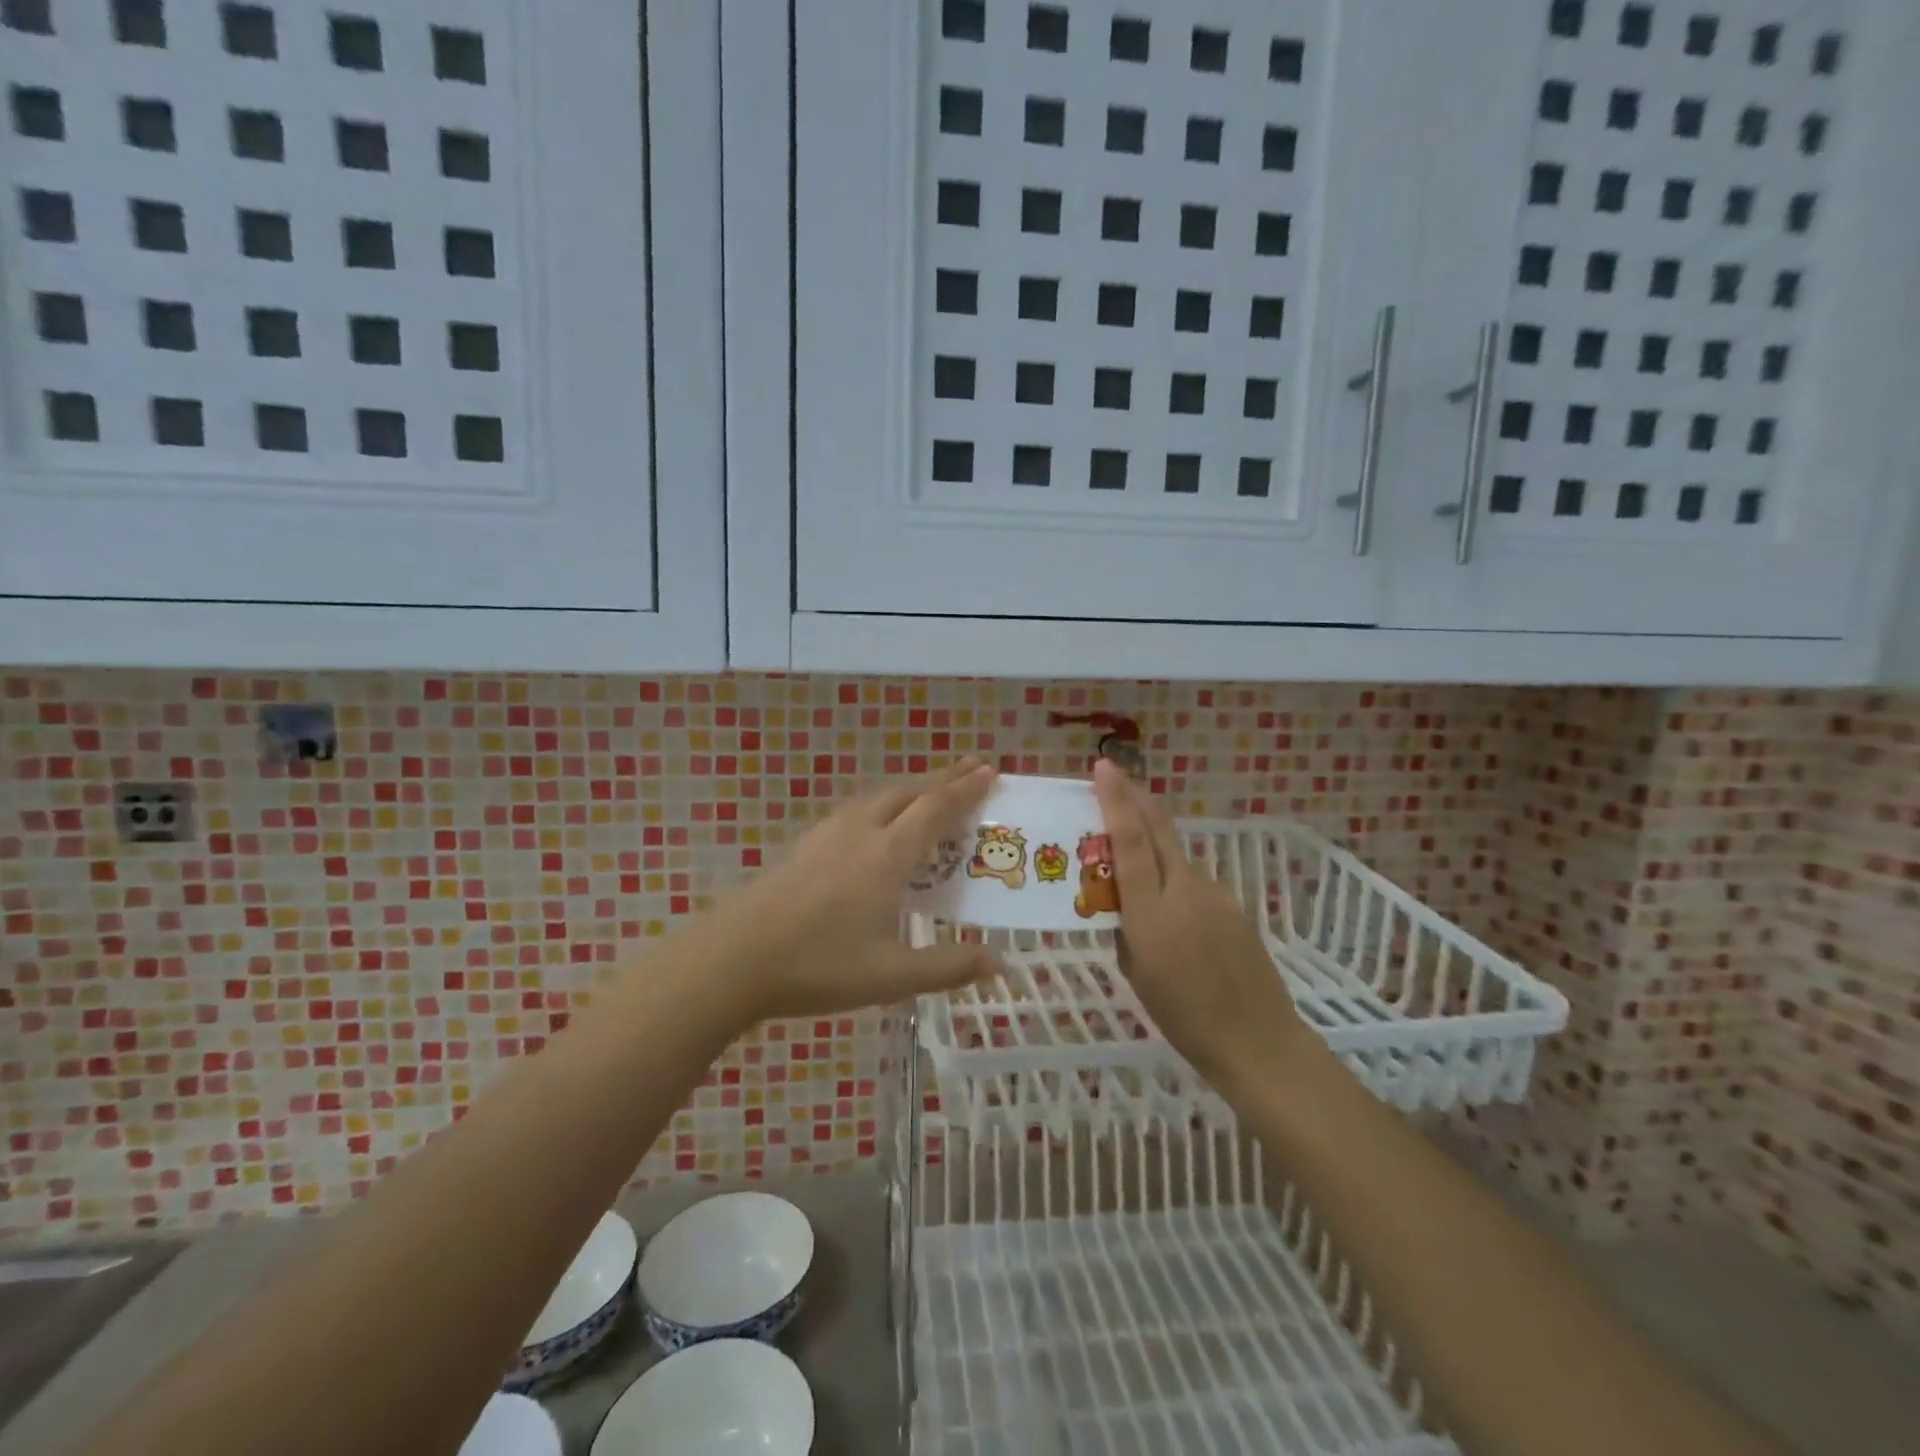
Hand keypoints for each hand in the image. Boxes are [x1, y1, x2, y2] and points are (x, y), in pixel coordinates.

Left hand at [699, 761, 1003, 1023]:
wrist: (734, 957)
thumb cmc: (818, 965)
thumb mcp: (891, 976)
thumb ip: (947, 967)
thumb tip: (998, 962)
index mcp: (887, 855)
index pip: (935, 809)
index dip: (965, 790)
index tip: (990, 771)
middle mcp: (861, 832)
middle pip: (909, 791)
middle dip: (944, 778)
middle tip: (972, 770)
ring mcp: (828, 834)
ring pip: (880, 796)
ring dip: (913, 788)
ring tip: (932, 791)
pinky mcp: (806, 845)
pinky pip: (858, 808)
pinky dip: (885, 803)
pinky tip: (878, 822)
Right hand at [1093, 760, 1317, 1088]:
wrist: (1257, 1041)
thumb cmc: (1183, 1017)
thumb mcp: (1135, 973)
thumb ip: (1123, 928)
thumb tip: (1118, 901)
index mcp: (1151, 913)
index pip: (1131, 841)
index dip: (1116, 801)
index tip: (1103, 767)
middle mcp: (1185, 891)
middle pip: (1160, 828)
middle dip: (1135, 796)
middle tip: (1113, 778)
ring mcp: (1215, 894)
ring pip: (1176, 853)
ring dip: (1152, 839)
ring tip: (1130, 853)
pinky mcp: (1233, 904)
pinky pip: (1193, 879)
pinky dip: (1172, 875)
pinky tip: (1170, 905)